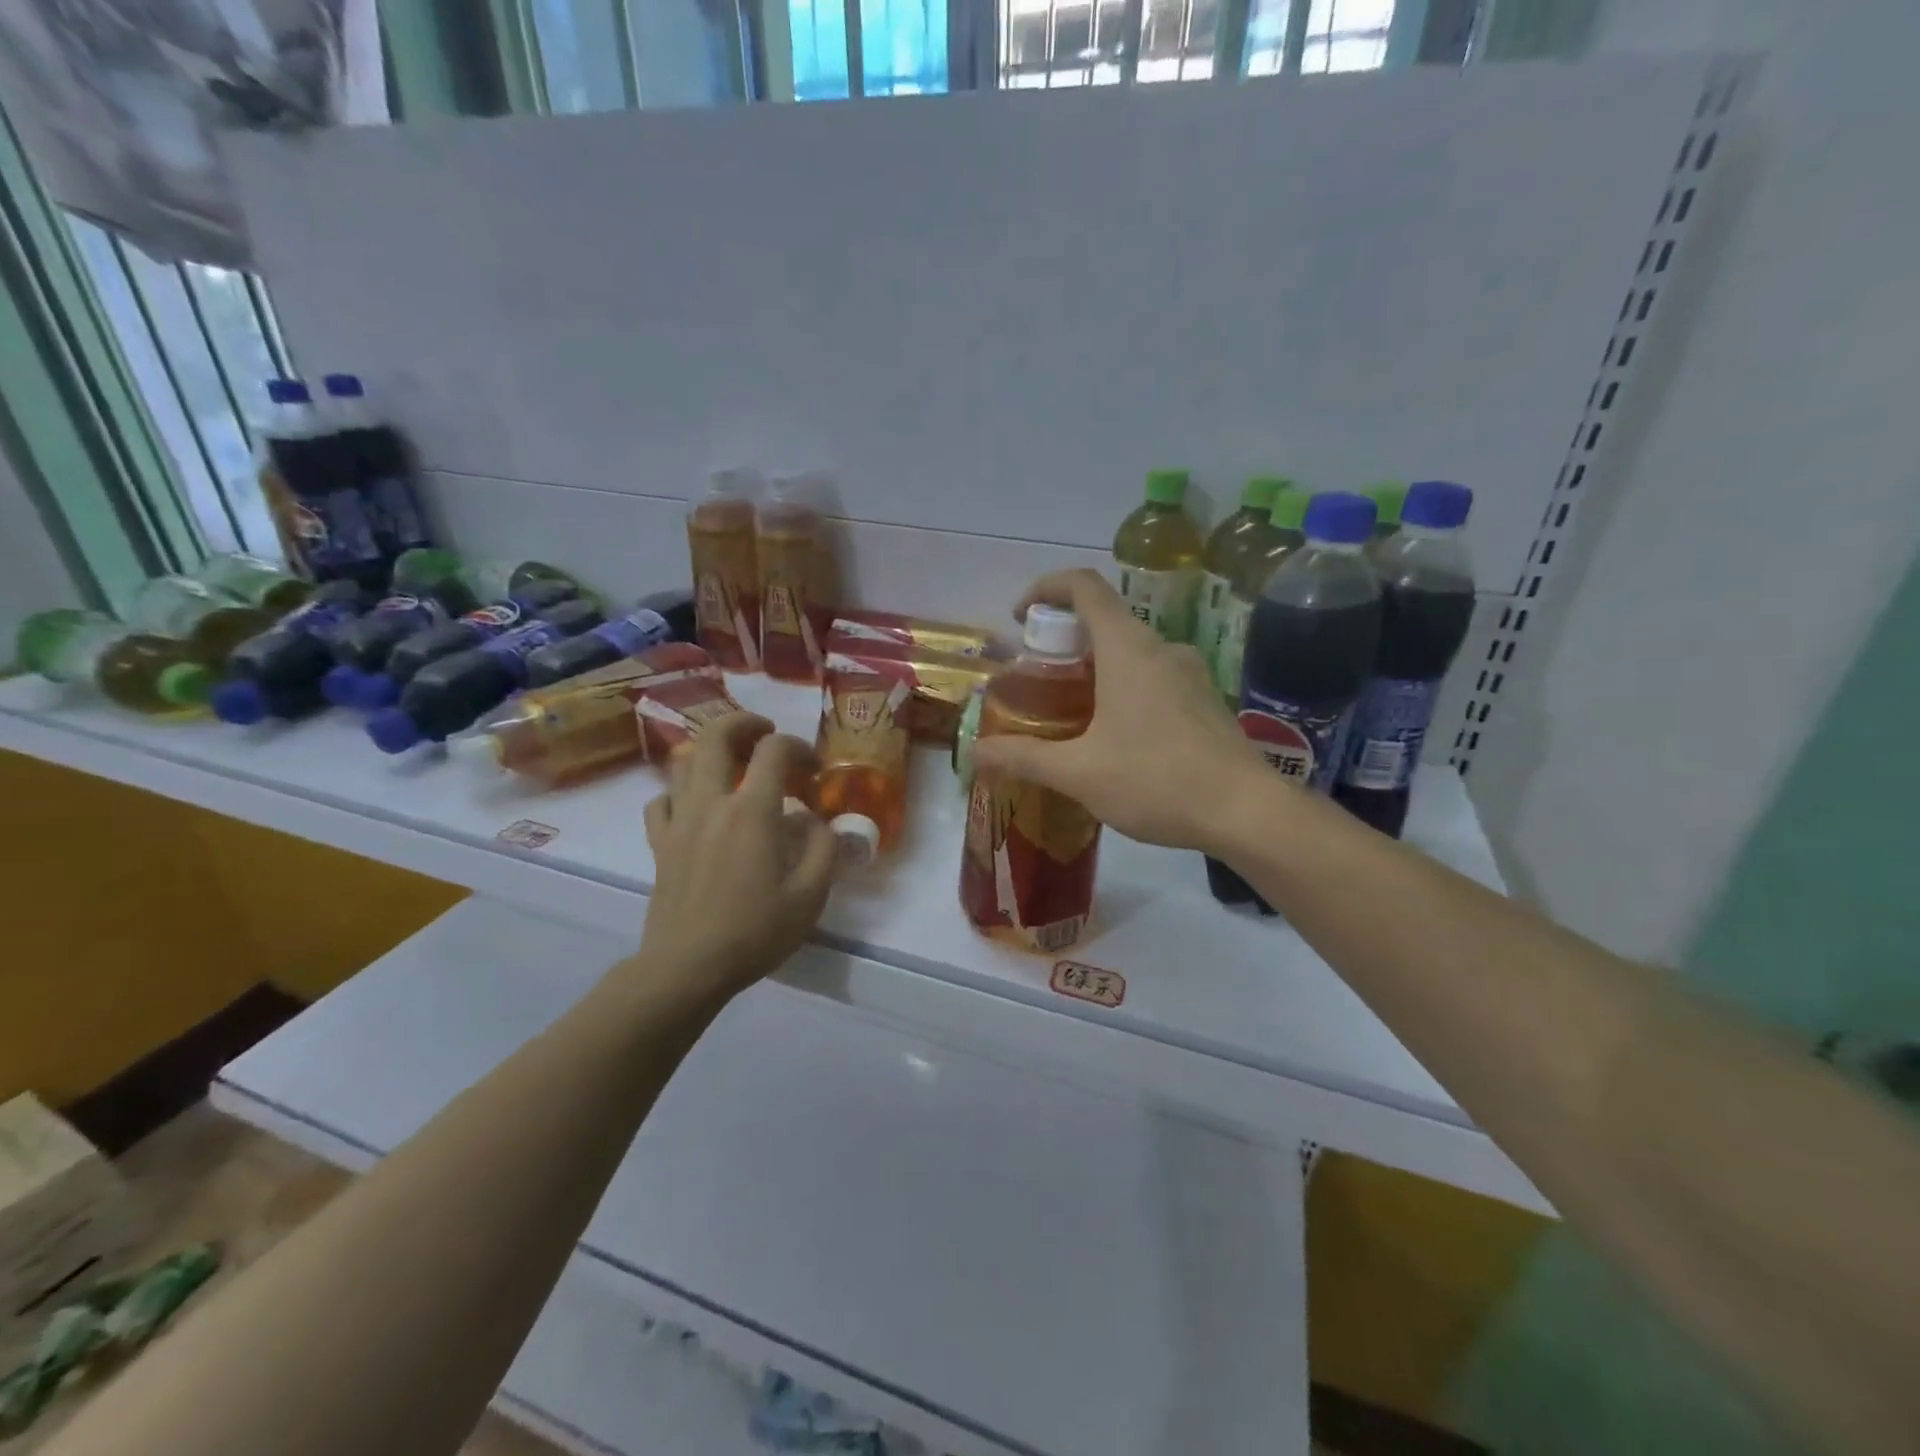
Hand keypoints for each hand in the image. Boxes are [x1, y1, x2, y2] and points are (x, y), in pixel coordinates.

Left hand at [636, 714, 837, 1002]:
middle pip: (716, 736)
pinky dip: (680, 790)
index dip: (799, 747)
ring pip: (684, 761)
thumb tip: (817, 821)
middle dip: (744, 723)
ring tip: (733, 761)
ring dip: (711, 750)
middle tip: (765, 732)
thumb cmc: (755, 931)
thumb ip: (823, 848)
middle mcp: (711, 803)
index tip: (814, 769)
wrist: (687, 968)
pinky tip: (696, 804)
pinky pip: (661, 799)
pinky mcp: (660, 843)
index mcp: (752, 811)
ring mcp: (679, 821)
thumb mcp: (810, 894)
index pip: (774, 750)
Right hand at [971, 569, 1269, 851]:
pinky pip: (1154, 675)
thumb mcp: (1079, 773)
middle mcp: (1162, 648)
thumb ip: (1025, 758)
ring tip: (1071, 711)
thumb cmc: (1157, 781)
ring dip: (1095, 666)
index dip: (1045, 588)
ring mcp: (1190, 672)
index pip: (1084, 586)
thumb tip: (976, 754)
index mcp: (1128, 649)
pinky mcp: (1205, 698)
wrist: (1246, 812)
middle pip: (1105, 619)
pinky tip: (1115, 735)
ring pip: (1131, 650)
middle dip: (1064, 640)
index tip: (1020, 617)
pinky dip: (1124, 686)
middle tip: (1038, 680)